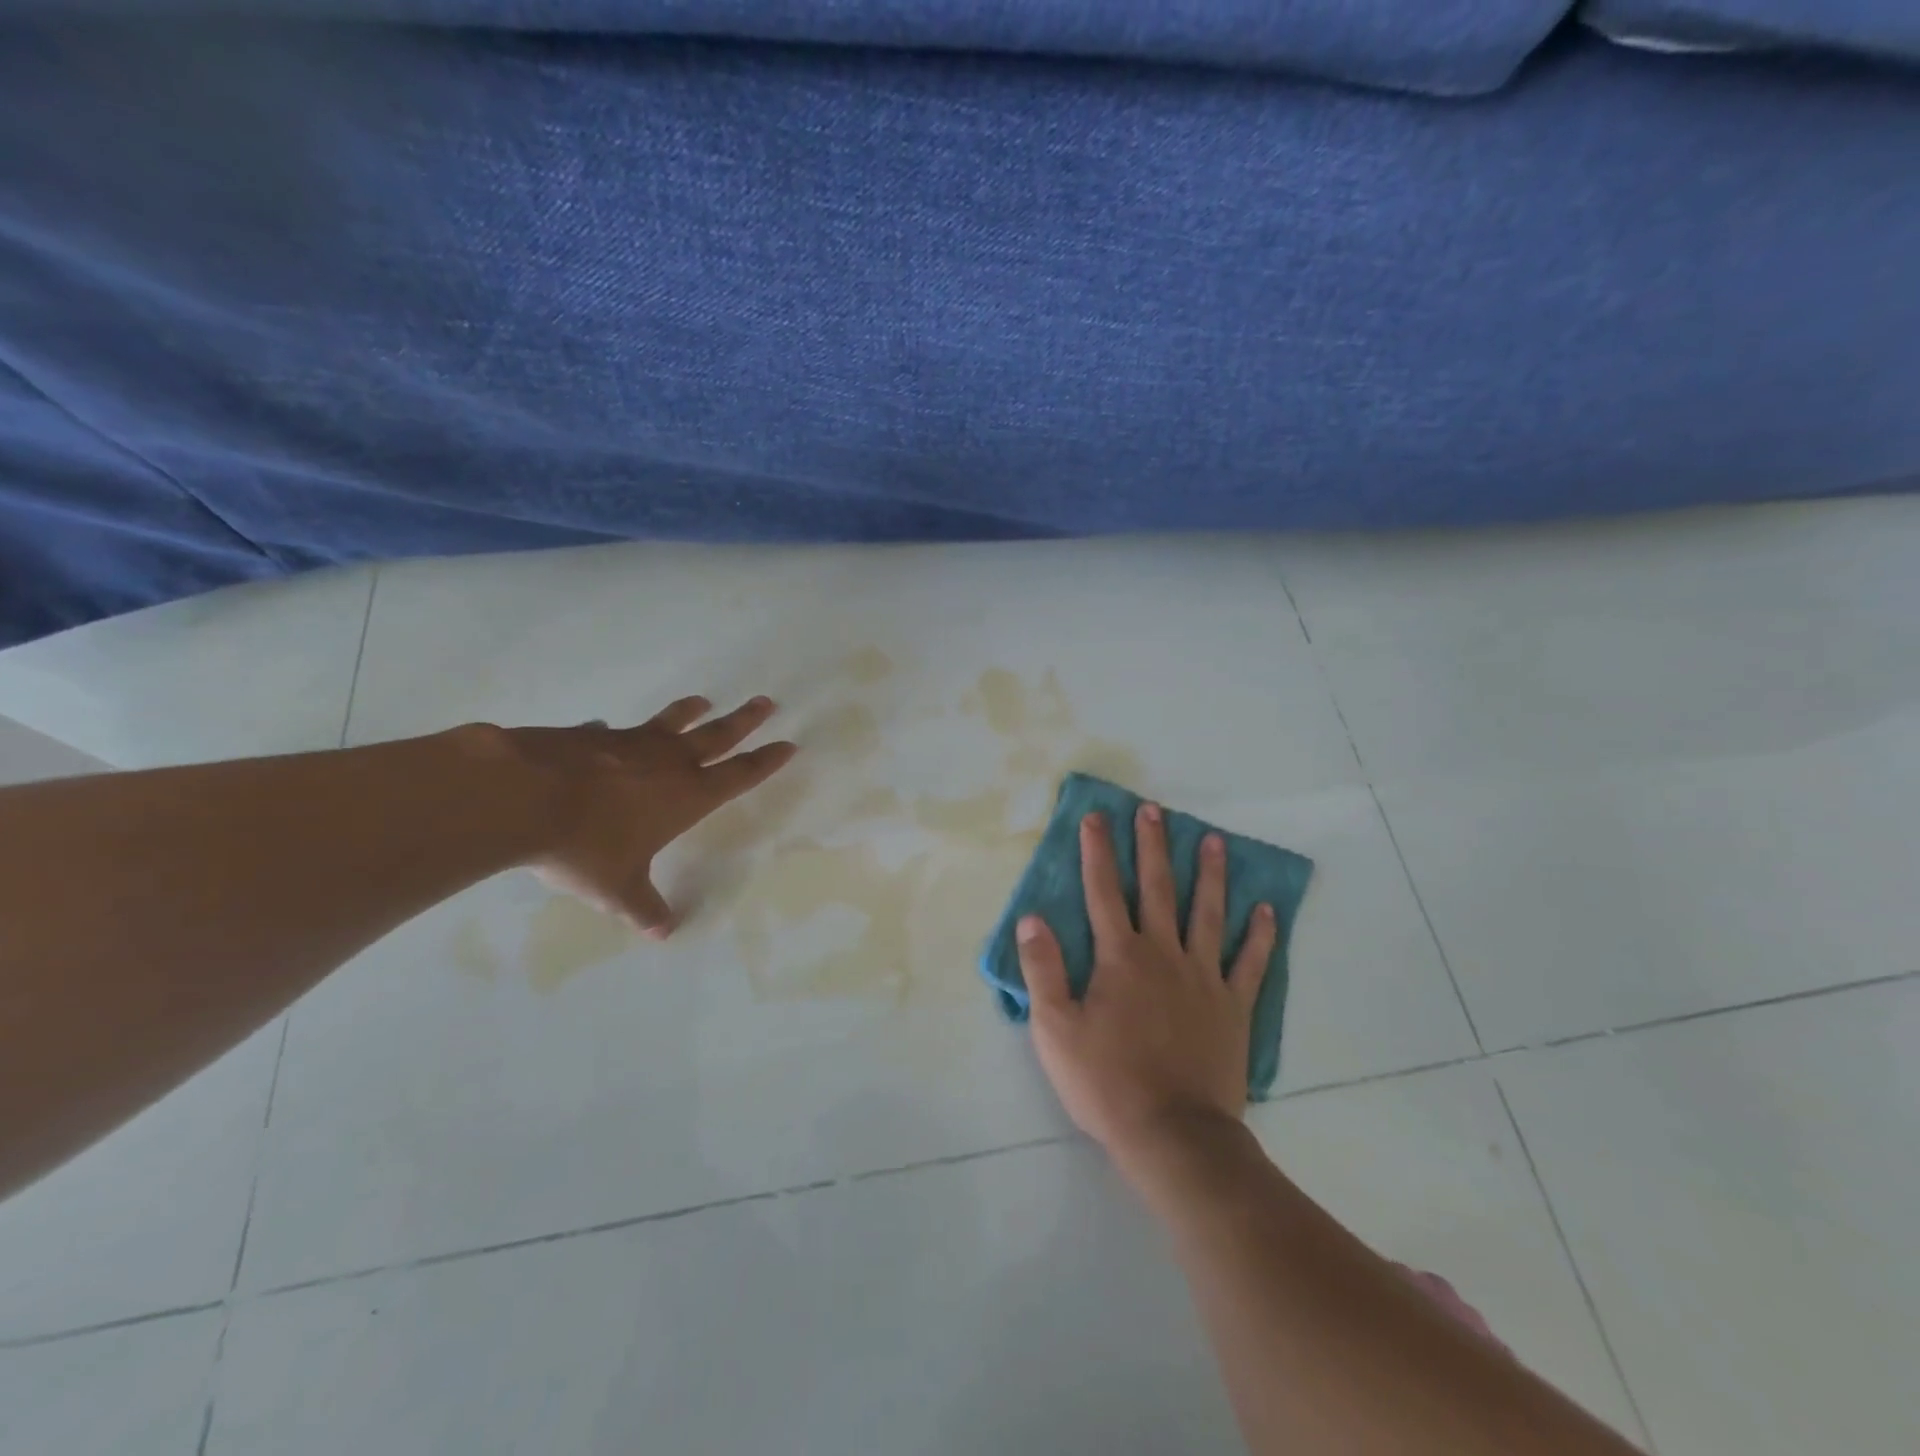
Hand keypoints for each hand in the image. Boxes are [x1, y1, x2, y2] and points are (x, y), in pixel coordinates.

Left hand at [502, 695, 795, 937]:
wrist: (522, 797)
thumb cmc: (584, 846)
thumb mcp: (616, 888)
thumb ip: (643, 907)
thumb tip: (664, 933)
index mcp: (687, 796)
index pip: (739, 775)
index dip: (766, 761)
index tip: (788, 744)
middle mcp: (667, 763)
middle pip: (717, 735)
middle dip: (745, 721)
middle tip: (766, 702)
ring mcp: (630, 744)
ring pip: (671, 723)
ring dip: (690, 712)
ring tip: (703, 700)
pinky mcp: (591, 736)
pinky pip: (613, 732)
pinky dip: (615, 733)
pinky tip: (605, 731)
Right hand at [1016, 803, 1275, 1164]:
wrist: (1173, 1134)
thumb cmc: (1106, 1082)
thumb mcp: (1054, 1029)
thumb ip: (1042, 970)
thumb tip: (1031, 919)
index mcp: (1119, 957)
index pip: (1103, 891)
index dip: (1097, 852)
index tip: (1096, 817)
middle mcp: (1163, 954)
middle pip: (1157, 889)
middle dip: (1152, 847)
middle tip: (1154, 810)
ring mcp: (1203, 978)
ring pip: (1207, 913)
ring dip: (1209, 875)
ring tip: (1212, 840)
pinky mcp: (1233, 1007)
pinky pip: (1250, 963)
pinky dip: (1259, 935)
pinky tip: (1266, 909)